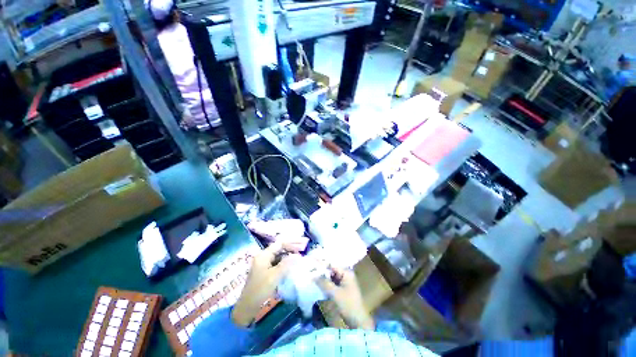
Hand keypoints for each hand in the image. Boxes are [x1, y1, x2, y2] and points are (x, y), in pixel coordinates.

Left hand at [231, 240, 301, 326]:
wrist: (247, 306)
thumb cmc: (260, 289)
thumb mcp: (275, 276)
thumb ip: (286, 264)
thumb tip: (297, 255)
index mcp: (263, 255)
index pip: (279, 244)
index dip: (291, 243)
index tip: (301, 246)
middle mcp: (263, 257)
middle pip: (279, 248)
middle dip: (290, 249)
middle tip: (301, 251)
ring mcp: (263, 264)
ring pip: (278, 256)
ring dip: (287, 256)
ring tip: (298, 258)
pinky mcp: (264, 270)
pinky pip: (276, 262)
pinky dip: (284, 263)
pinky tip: (290, 266)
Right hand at [316, 267, 374, 329]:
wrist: (358, 321)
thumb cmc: (348, 305)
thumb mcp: (335, 293)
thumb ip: (324, 283)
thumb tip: (313, 275)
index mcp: (346, 272)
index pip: (332, 264)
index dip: (322, 263)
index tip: (312, 261)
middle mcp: (346, 274)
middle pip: (332, 269)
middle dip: (322, 270)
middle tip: (310, 270)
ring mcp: (345, 282)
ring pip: (331, 276)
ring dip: (323, 277)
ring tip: (312, 276)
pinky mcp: (343, 289)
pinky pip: (333, 282)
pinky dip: (326, 283)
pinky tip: (319, 284)